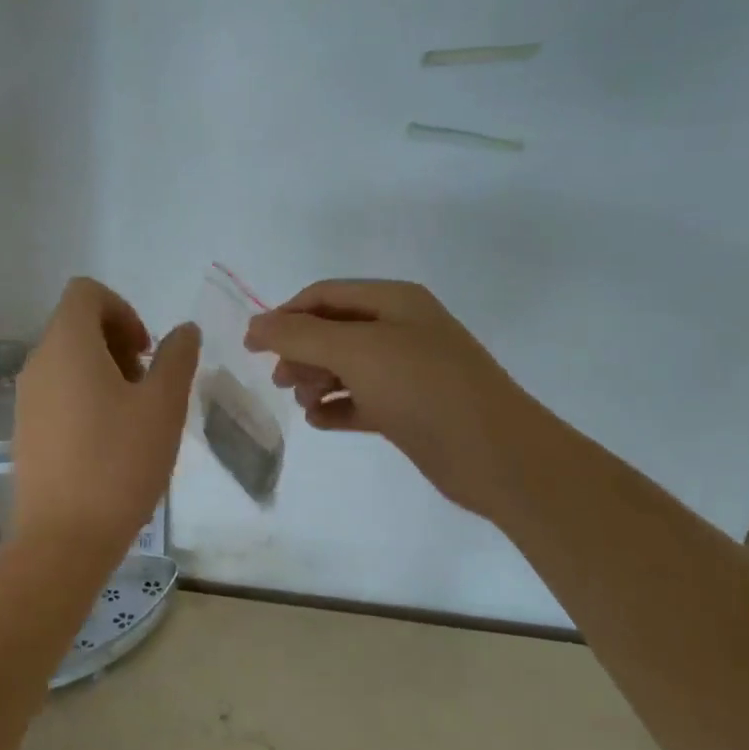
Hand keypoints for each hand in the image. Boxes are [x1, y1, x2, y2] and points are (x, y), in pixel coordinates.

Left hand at [12, 278, 199, 563]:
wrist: (63, 539)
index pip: (86, 292)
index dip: (123, 309)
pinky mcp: (25, 430)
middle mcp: (38, 363)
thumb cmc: (118, 463)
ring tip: (134, 417)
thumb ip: (177, 358)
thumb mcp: (163, 406)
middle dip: (118, 342)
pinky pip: (57, 392)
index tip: (147, 351)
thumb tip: (184, 330)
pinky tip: (110, 441)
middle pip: (76, 325)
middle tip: (147, 385)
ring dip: (105, 372)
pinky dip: (86, 397)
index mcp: (67, 345)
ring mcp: (26, 398)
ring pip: (68, 361)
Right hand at [243, 279, 532, 514]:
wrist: (495, 454)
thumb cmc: (423, 388)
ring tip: (304, 403)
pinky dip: (337, 407)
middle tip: (281, 381)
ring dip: (316, 380)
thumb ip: (300, 335)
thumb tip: (256, 324)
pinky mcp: (409, 409)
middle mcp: (400, 329)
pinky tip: (320, 421)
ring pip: (345, 366)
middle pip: (332, 330)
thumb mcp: (356, 351)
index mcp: (393, 301)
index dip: (285, 315)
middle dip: (301, 351)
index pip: (324, 295)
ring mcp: (407, 371)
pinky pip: (360, 400)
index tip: (253, 346)